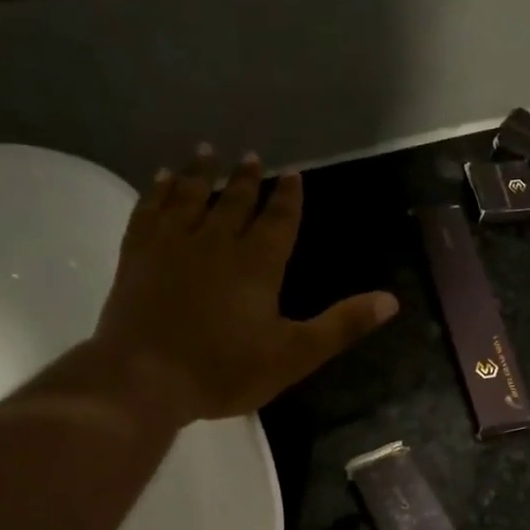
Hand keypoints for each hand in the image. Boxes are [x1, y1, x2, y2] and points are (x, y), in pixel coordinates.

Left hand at [94, 144, 398, 420]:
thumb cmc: (225, 370)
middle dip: (246, 179)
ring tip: (207, 151)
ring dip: (201, 173)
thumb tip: (391, 300)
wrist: (144, 378)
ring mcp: (172, 244)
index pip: (278, 220)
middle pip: (235, 201)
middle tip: (252, 156)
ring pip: (190, 196)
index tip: (293, 174)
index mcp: (258, 264)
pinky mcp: (138, 254)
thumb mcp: (295, 355)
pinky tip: (161, 180)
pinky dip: (158, 191)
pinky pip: (150, 210)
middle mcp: (216, 242)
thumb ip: (342, 325)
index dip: (288, 197)